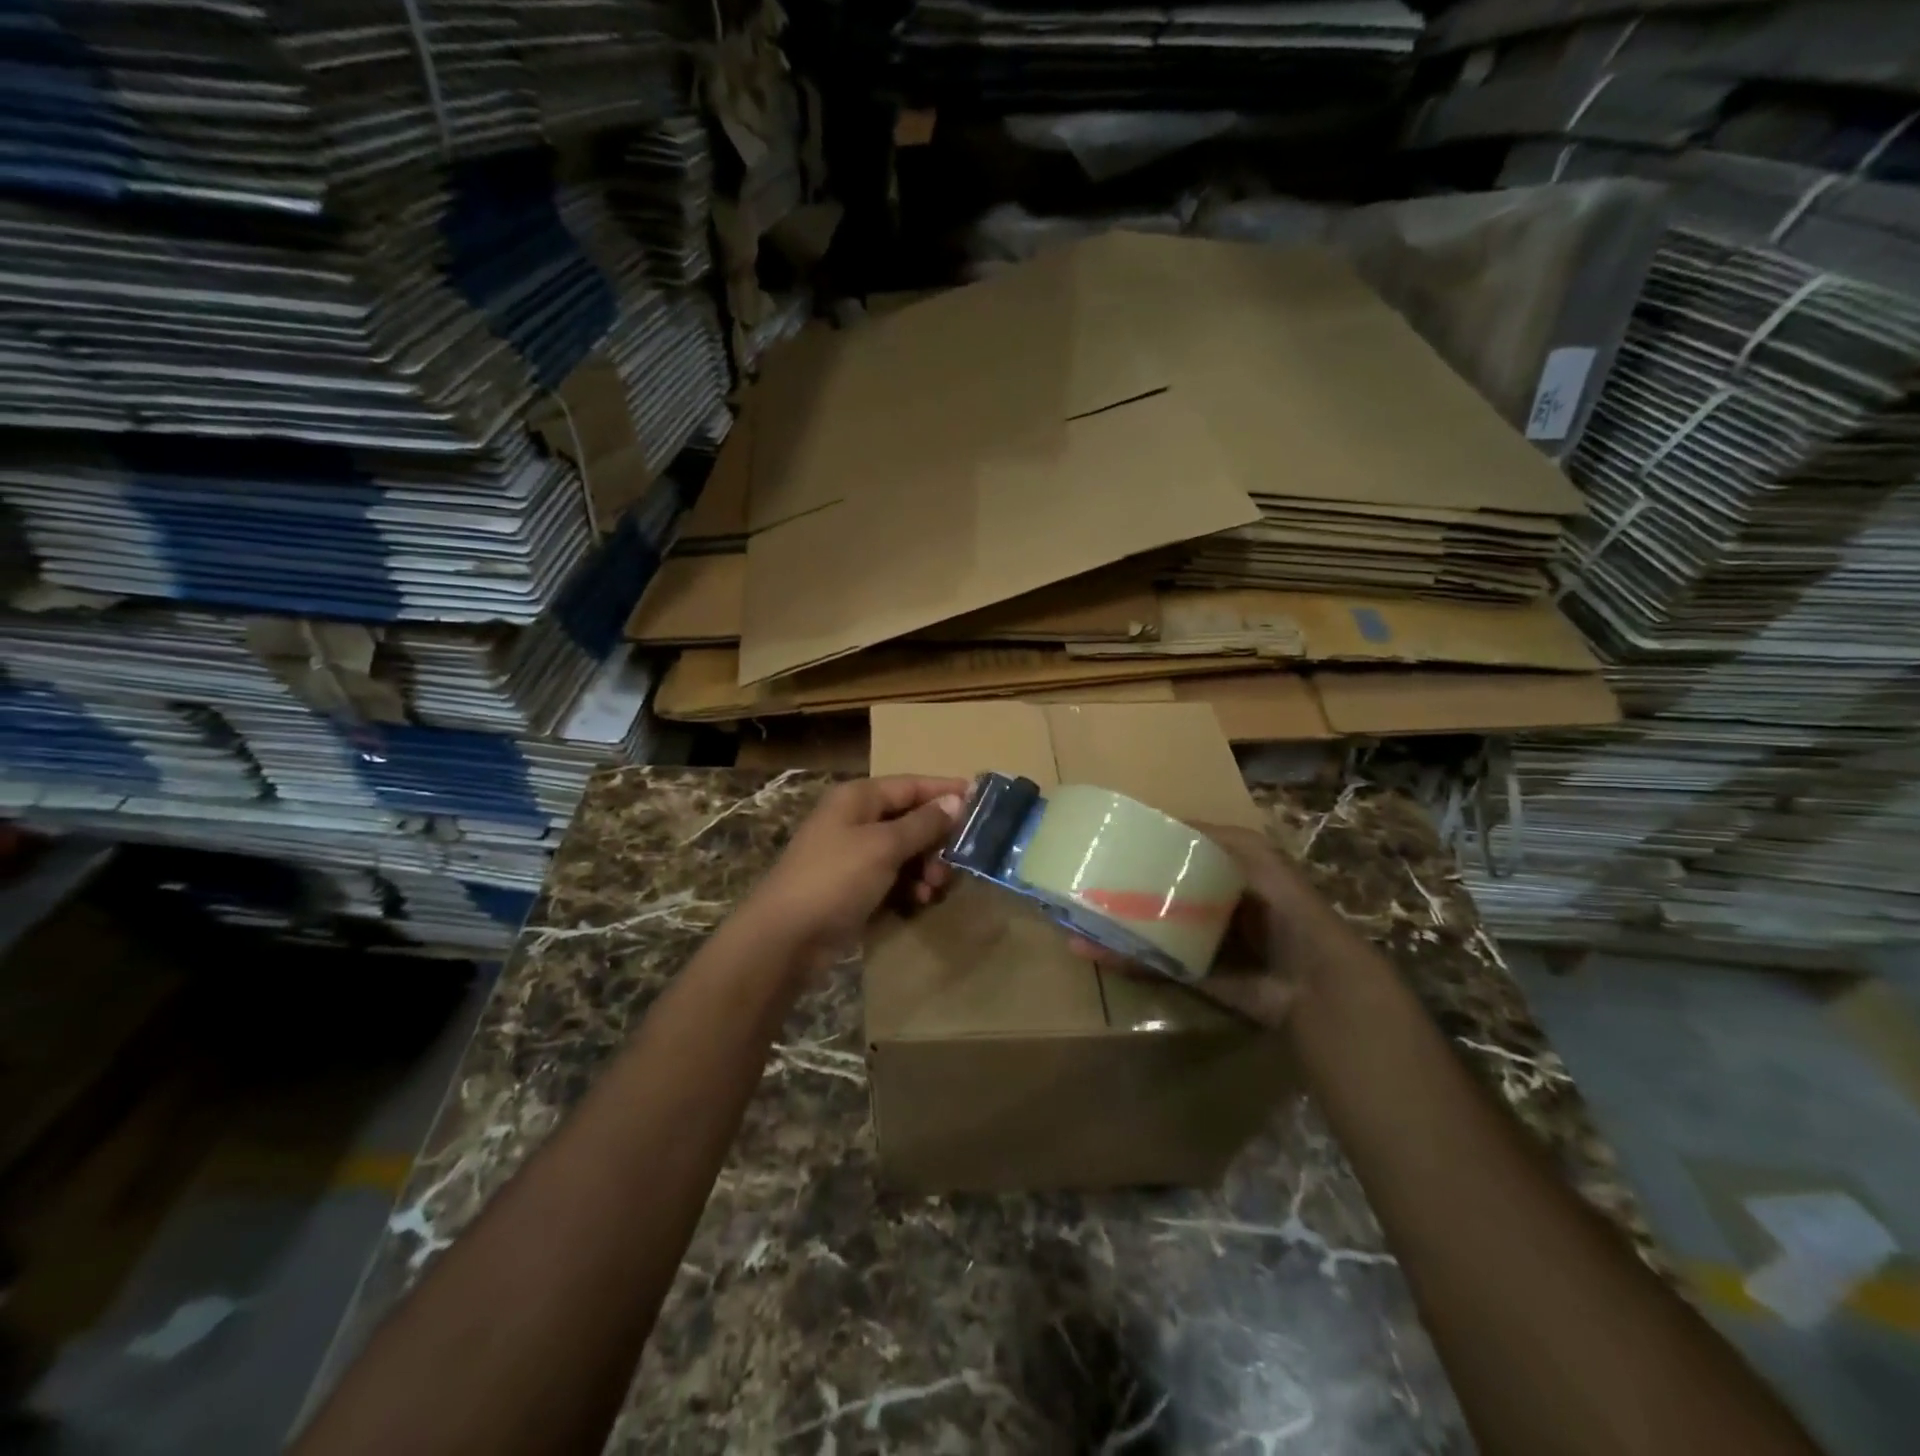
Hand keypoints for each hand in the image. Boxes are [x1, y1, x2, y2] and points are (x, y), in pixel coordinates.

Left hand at [742, 775, 968, 969]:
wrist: (786, 937)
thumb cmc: (835, 878)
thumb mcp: (884, 846)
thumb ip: (923, 823)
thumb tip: (956, 800)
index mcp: (858, 798)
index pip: (910, 785)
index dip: (944, 792)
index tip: (980, 802)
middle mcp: (855, 820)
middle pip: (909, 819)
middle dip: (936, 839)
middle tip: (959, 859)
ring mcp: (853, 854)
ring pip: (904, 851)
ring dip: (925, 866)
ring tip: (935, 887)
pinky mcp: (853, 886)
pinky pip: (892, 877)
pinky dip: (909, 885)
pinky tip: (918, 901)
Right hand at [1072, 822, 1329, 1028]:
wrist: (1313, 981)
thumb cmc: (1284, 906)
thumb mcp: (1253, 855)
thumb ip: (1212, 838)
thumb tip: (1158, 823)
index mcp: (1224, 872)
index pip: (1177, 853)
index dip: (1145, 846)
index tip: (1109, 839)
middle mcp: (1209, 904)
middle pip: (1157, 890)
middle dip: (1122, 886)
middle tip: (1081, 877)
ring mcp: (1198, 940)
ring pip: (1148, 926)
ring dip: (1114, 923)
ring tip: (1074, 914)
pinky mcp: (1191, 973)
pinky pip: (1151, 962)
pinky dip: (1123, 958)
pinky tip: (1091, 948)